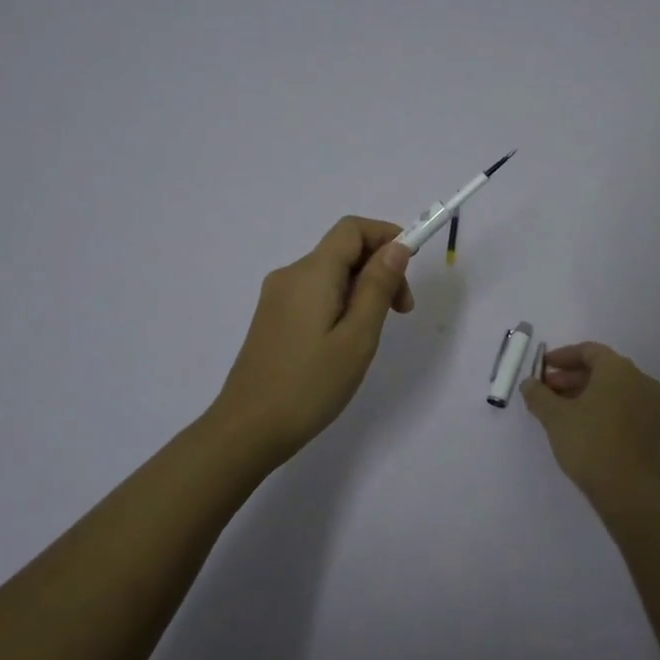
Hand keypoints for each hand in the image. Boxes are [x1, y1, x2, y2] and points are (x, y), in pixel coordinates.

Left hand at [210, 216, 414, 461]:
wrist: (247, 430)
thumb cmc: (309, 385)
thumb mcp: (357, 337)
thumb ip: (378, 287)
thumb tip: (396, 248)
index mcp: (311, 273)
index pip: (352, 229)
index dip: (386, 235)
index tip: (411, 267)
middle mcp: (290, 275)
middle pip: (343, 251)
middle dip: (380, 269)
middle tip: (402, 313)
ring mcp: (277, 297)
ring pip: (330, 274)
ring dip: (362, 289)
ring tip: (374, 334)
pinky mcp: (272, 319)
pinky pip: (315, 294)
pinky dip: (341, 303)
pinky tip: (346, 341)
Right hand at [521, 342, 659, 510]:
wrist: (629, 492)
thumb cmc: (590, 443)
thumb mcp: (555, 417)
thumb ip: (538, 395)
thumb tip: (528, 383)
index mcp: (619, 370)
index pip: (589, 351)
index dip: (563, 357)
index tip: (543, 368)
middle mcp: (640, 381)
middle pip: (602, 370)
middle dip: (571, 378)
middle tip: (546, 391)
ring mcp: (651, 406)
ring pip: (614, 390)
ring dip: (585, 394)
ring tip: (560, 411)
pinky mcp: (653, 430)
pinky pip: (624, 407)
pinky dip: (602, 409)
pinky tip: (582, 427)